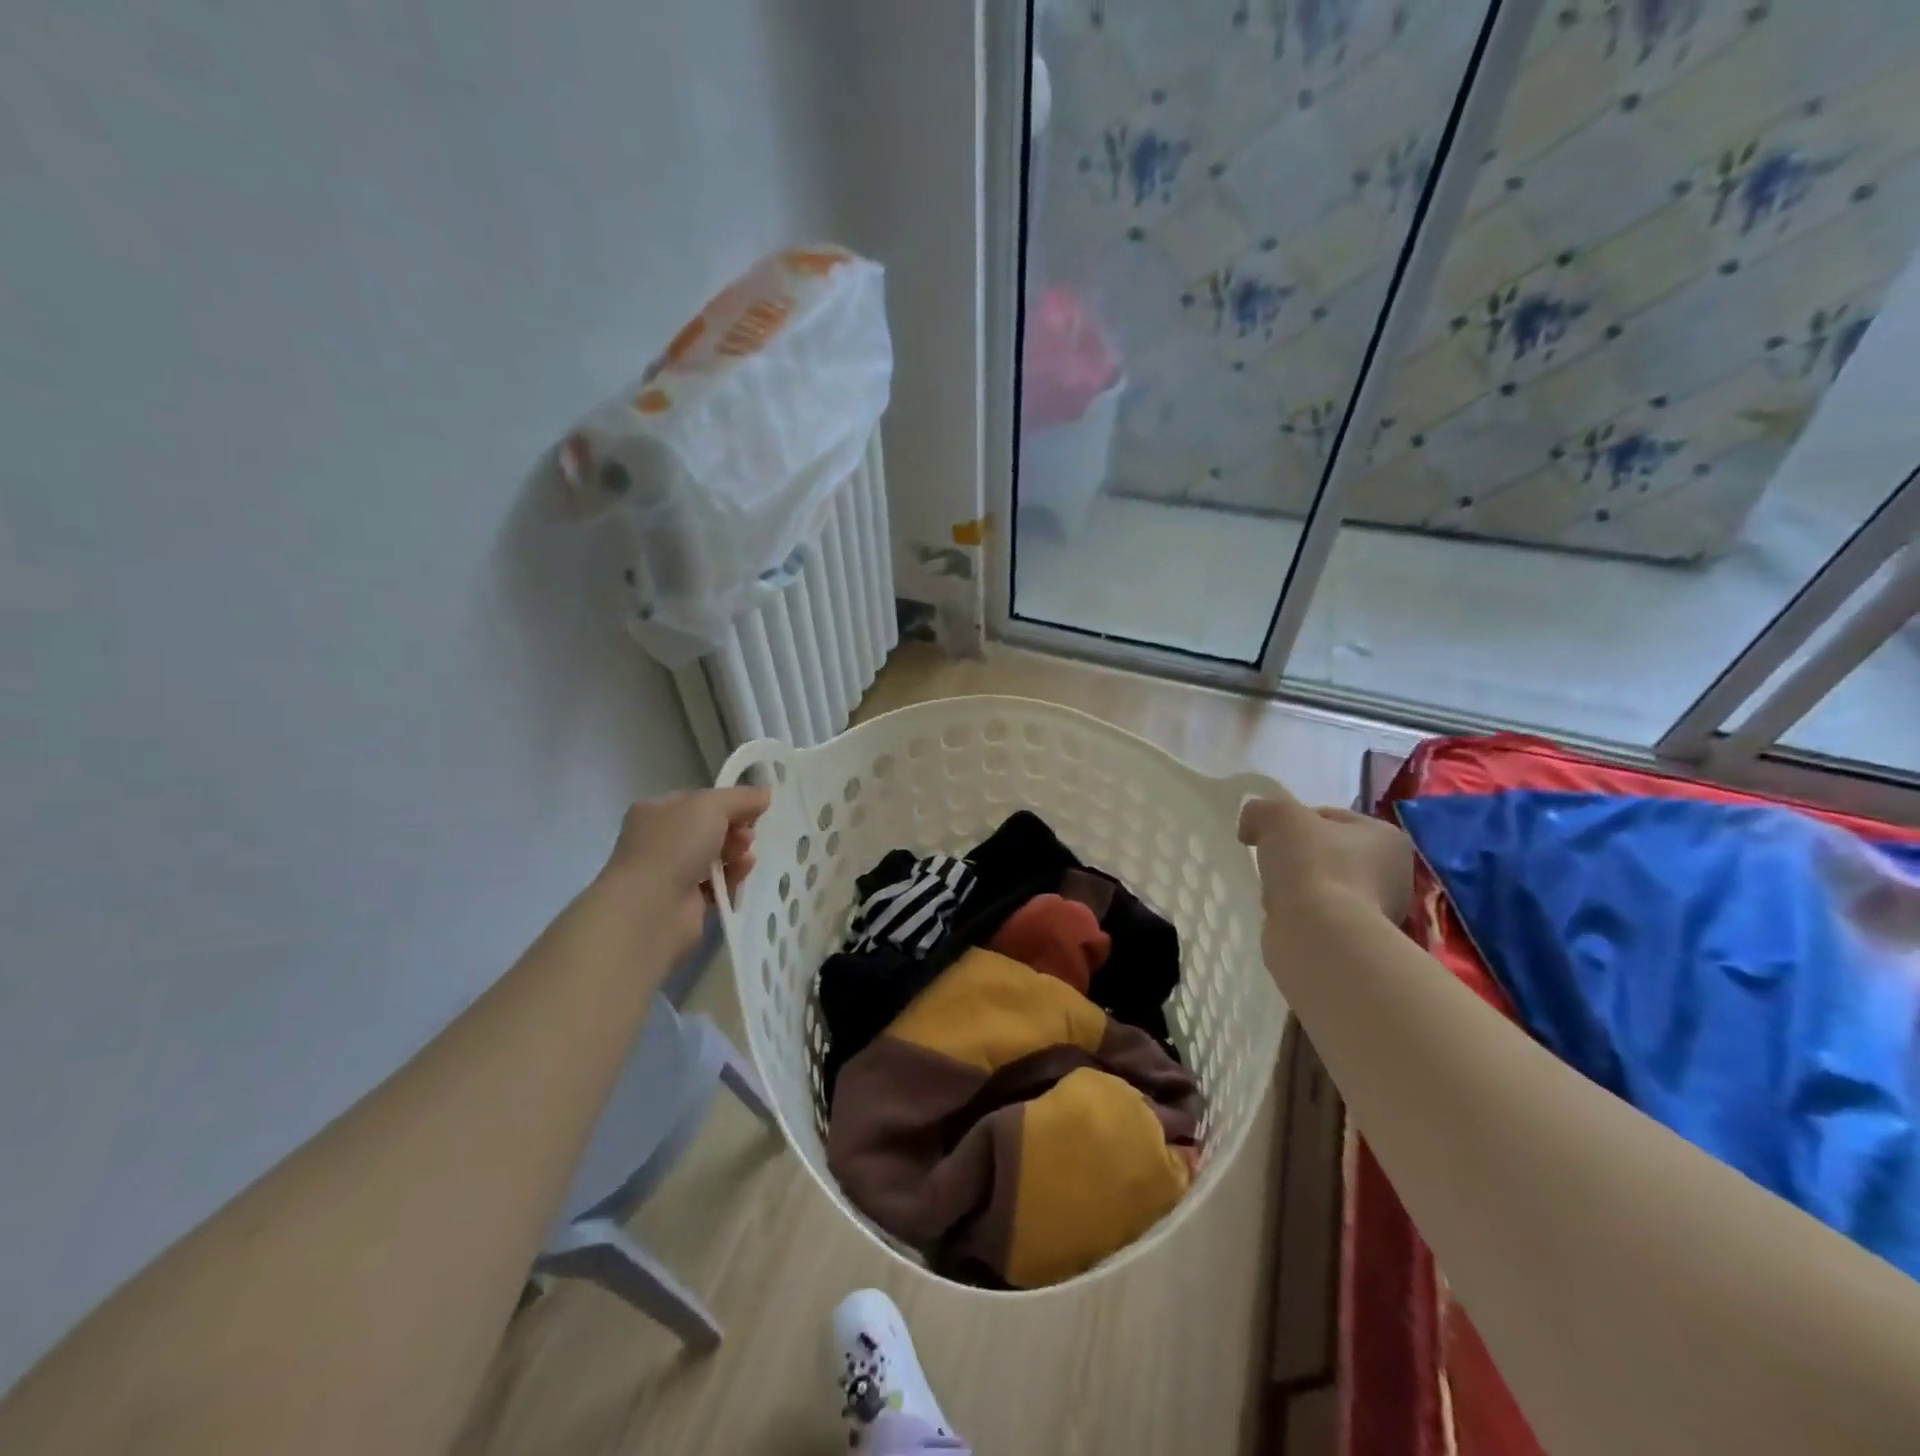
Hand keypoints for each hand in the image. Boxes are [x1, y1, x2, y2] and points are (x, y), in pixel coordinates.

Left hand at [600, 787, 771, 954]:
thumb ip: (741, 797)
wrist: (651, 909)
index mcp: (655, 811)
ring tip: (746, 856)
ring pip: (714, 856)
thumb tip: (765, 793)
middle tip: (749, 834)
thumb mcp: (711, 806)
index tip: (753, 808)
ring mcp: (670, 873)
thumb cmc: (675, 846)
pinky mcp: (685, 903)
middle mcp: (659, 841)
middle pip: (709, 828)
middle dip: (735, 828)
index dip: (727, 802)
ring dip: (736, 852)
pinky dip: (732, 878)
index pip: (698, 800)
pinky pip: (717, 885)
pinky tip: (742, 874)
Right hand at [1238, 791, 1414, 927]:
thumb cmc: (1311, 863)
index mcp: (1387, 838)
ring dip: (1297, 887)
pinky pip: (1317, 915)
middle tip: (1273, 862)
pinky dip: (1297, 913)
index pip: (1332, 818)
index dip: (1296, 821)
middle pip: (1329, 853)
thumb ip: (1261, 810)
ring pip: (1322, 885)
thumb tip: (1251, 828)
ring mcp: (1377, 913)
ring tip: (1276, 892)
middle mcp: (1394, 875)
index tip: (1272, 835)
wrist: (1318, 932)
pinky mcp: (1354, 941)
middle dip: (1299, 857)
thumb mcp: (1277, 815)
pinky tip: (1283, 915)